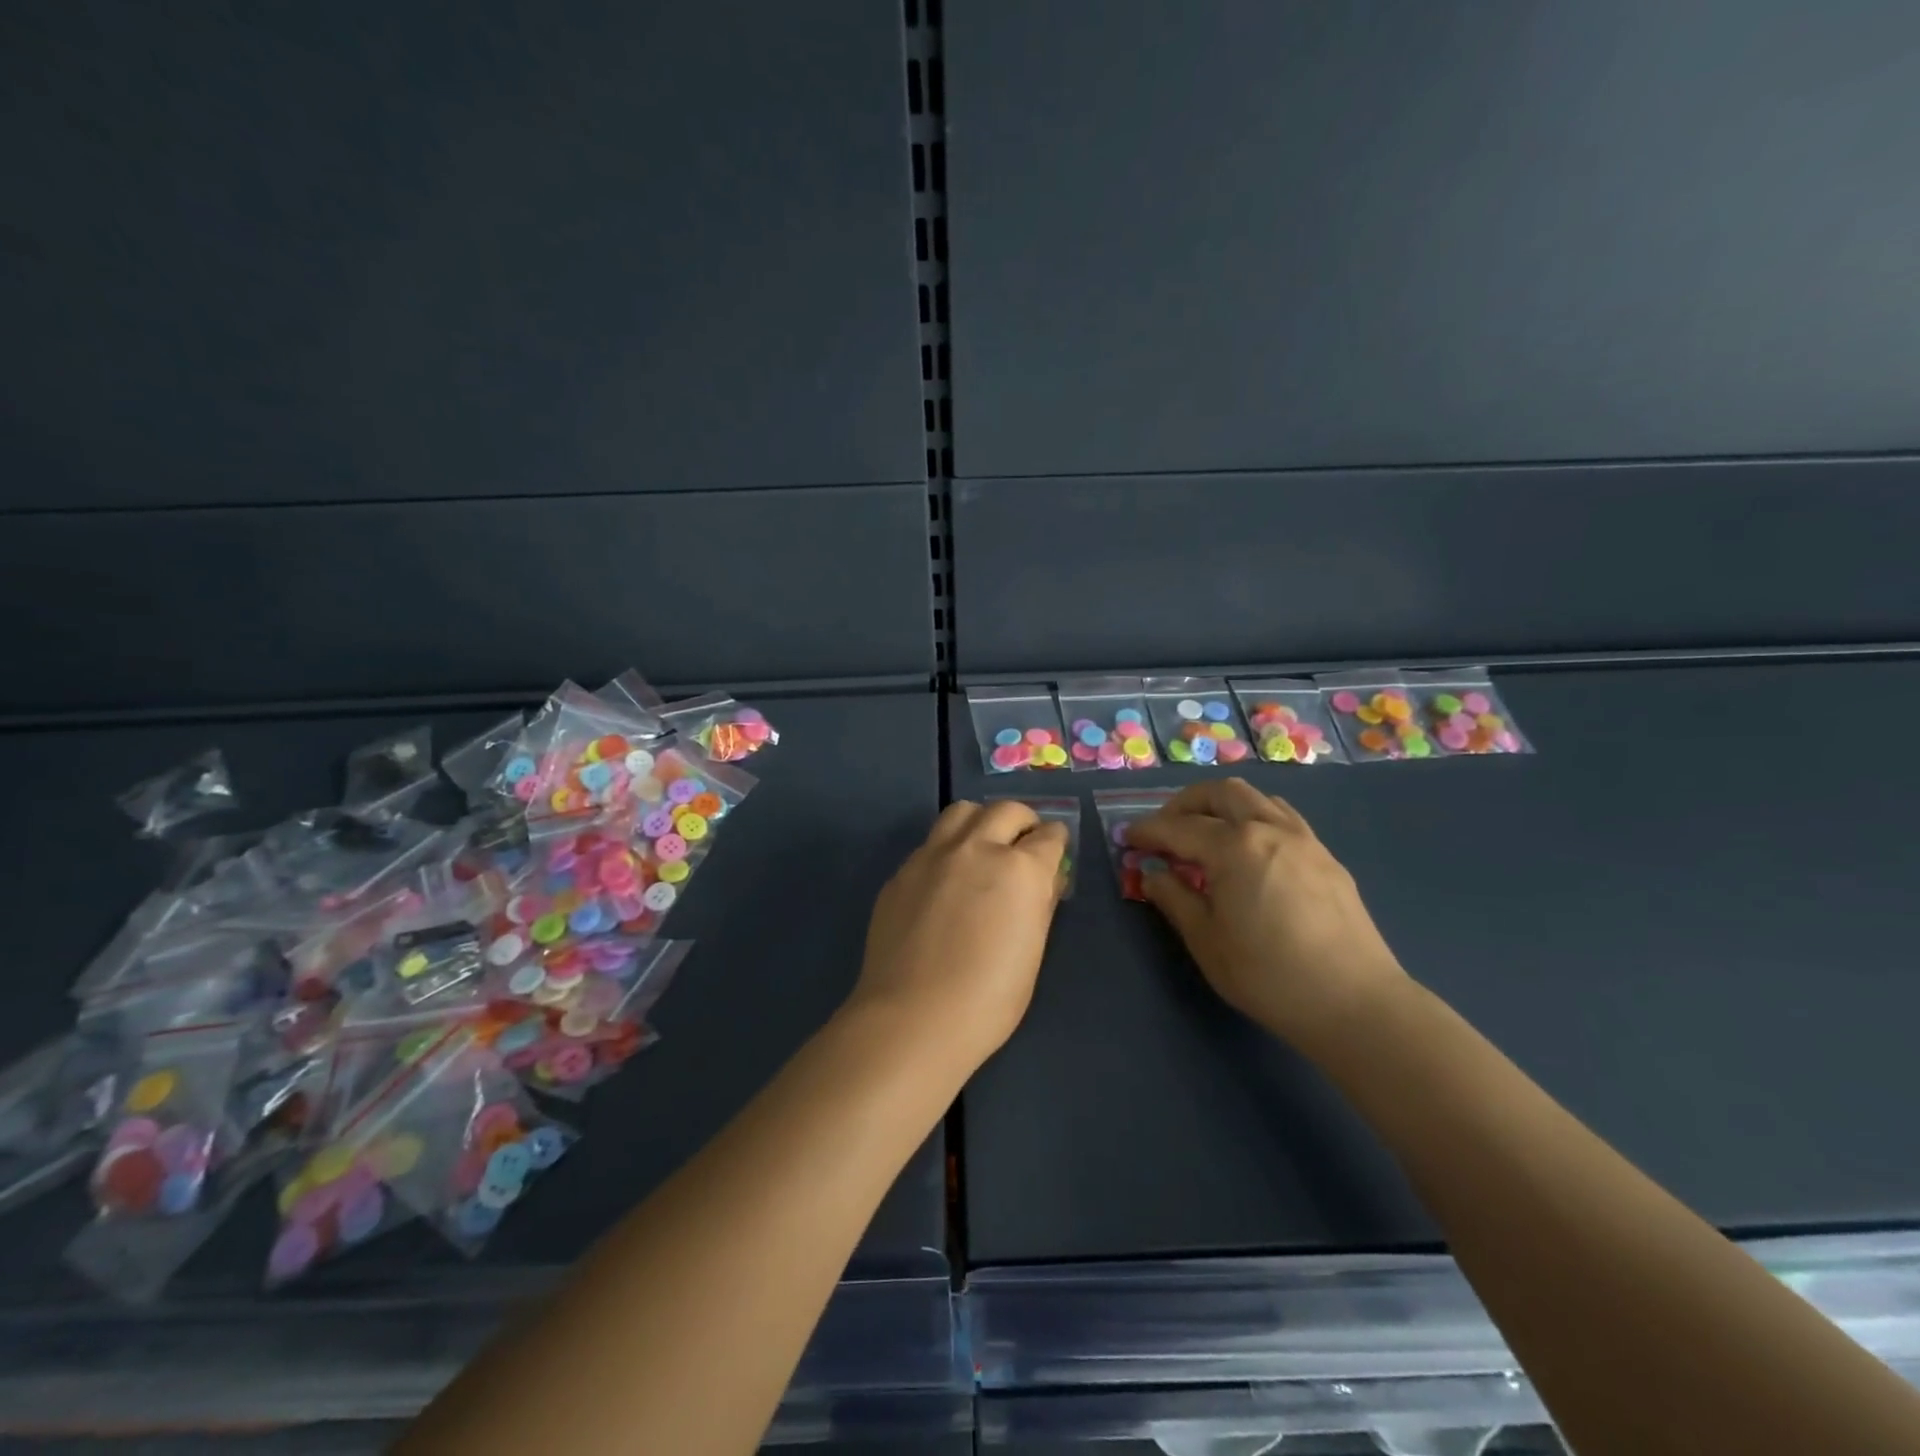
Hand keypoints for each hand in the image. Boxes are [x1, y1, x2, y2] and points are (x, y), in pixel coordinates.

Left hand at [847, 800, 1069, 1077]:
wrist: (912, 1018)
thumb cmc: (987, 999)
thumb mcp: (1032, 953)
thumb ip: (1040, 905)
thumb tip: (1046, 880)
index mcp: (1019, 869)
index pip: (1049, 836)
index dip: (1056, 842)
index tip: (1055, 851)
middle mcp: (977, 848)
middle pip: (1006, 811)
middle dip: (1023, 822)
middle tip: (1024, 843)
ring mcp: (933, 855)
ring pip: (962, 812)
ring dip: (981, 821)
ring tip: (983, 846)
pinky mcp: (902, 871)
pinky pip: (931, 843)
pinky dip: (948, 849)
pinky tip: (945, 881)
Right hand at [1127, 780, 1410, 1052]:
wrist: (1355, 1003)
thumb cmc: (1268, 975)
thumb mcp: (1206, 940)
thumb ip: (1174, 899)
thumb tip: (1153, 875)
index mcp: (1234, 847)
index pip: (1178, 828)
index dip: (1147, 831)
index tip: (1127, 838)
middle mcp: (1269, 829)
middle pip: (1221, 793)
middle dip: (1185, 803)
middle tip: (1166, 828)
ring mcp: (1304, 840)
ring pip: (1257, 798)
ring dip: (1223, 805)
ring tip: (1206, 833)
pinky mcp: (1326, 858)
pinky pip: (1283, 818)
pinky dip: (1255, 818)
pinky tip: (1250, 850)